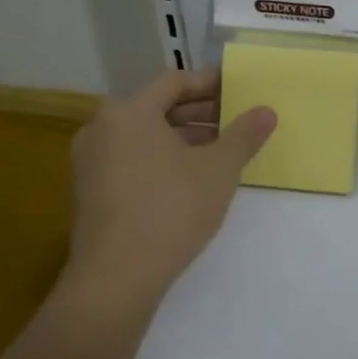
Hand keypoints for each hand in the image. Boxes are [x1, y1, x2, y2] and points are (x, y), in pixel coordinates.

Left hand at [63, 69, 275, 315]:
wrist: (116, 277)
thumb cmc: (171, 209)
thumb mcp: (219, 168)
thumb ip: (244, 134)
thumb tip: (266, 110)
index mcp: (129, 112)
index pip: (174, 81)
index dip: (210, 83)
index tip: (239, 90)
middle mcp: (101, 128)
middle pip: (157, 107)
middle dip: (200, 112)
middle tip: (236, 121)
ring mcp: (90, 162)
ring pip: (144, 135)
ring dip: (183, 136)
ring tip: (220, 151)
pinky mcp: (90, 192)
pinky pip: (131, 159)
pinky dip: (161, 158)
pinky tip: (191, 178)